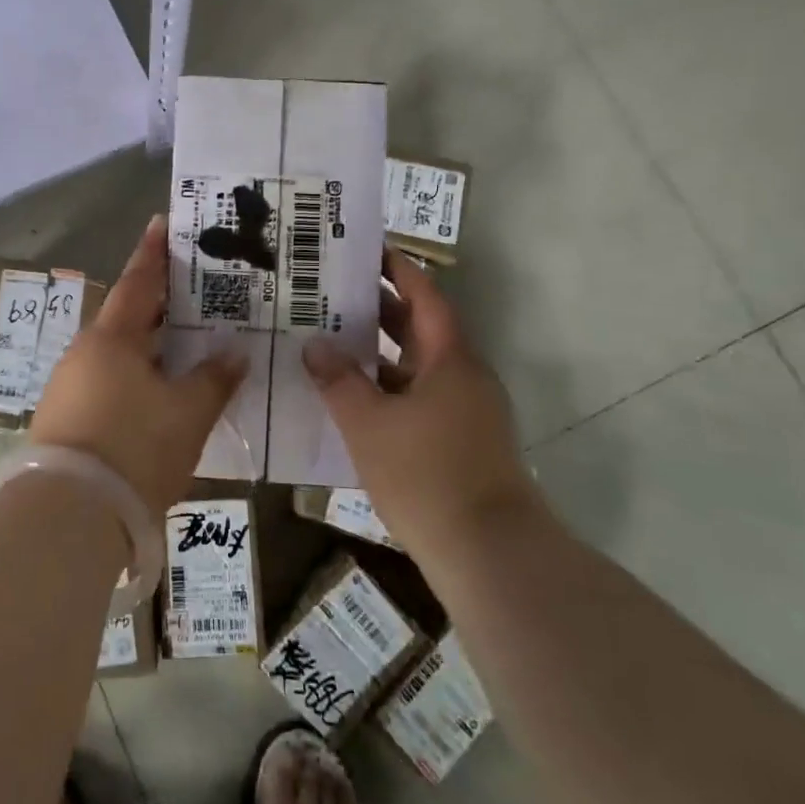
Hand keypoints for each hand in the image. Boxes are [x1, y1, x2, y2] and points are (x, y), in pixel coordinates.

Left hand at [31, 215, 246, 515]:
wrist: (69, 515)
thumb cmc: (135, 449)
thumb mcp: (187, 414)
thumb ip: (214, 378)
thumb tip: (234, 352)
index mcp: (113, 338)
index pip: (139, 281)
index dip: (154, 252)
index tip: (162, 223)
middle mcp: (86, 353)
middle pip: (128, 316)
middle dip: (159, 302)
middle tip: (194, 288)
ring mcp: (70, 386)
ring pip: (118, 352)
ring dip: (149, 344)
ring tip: (184, 341)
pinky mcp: (66, 418)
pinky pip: (108, 381)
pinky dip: (136, 375)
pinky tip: (157, 391)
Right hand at [303, 249, 541, 560]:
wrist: (489, 555)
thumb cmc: (426, 475)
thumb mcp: (368, 424)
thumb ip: (338, 380)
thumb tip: (315, 344)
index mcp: (451, 358)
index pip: (424, 296)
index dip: (397, 268)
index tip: (365, 248)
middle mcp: (464, 376)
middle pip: (420, 328)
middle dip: (379, 308)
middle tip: (332, 291)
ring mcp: (467, 411)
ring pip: (417, 366)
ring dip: (380, 352)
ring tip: (332, 338)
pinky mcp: (462, 442)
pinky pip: (419, 397)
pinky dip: (387, 388)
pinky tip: (352, 398)